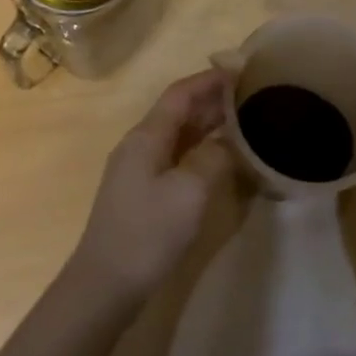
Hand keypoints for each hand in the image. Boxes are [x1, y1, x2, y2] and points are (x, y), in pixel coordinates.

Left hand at [71, 71, 236, 304]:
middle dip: (211, 100)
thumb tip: (227, 141)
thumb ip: (213, 158)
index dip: (208, 80)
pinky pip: (175, 157)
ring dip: (206, 124)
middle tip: (249, 95)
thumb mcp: (190, 192)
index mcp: (146, 137)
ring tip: (242, 120)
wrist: (106, 285)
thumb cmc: (148, 232)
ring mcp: (138, 170)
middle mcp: (139, 145)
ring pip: (177, 135)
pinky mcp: (143, 193)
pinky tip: (219, 158)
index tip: (240, 71)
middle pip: (177, 112)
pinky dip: (199, 149)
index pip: (179, 94)